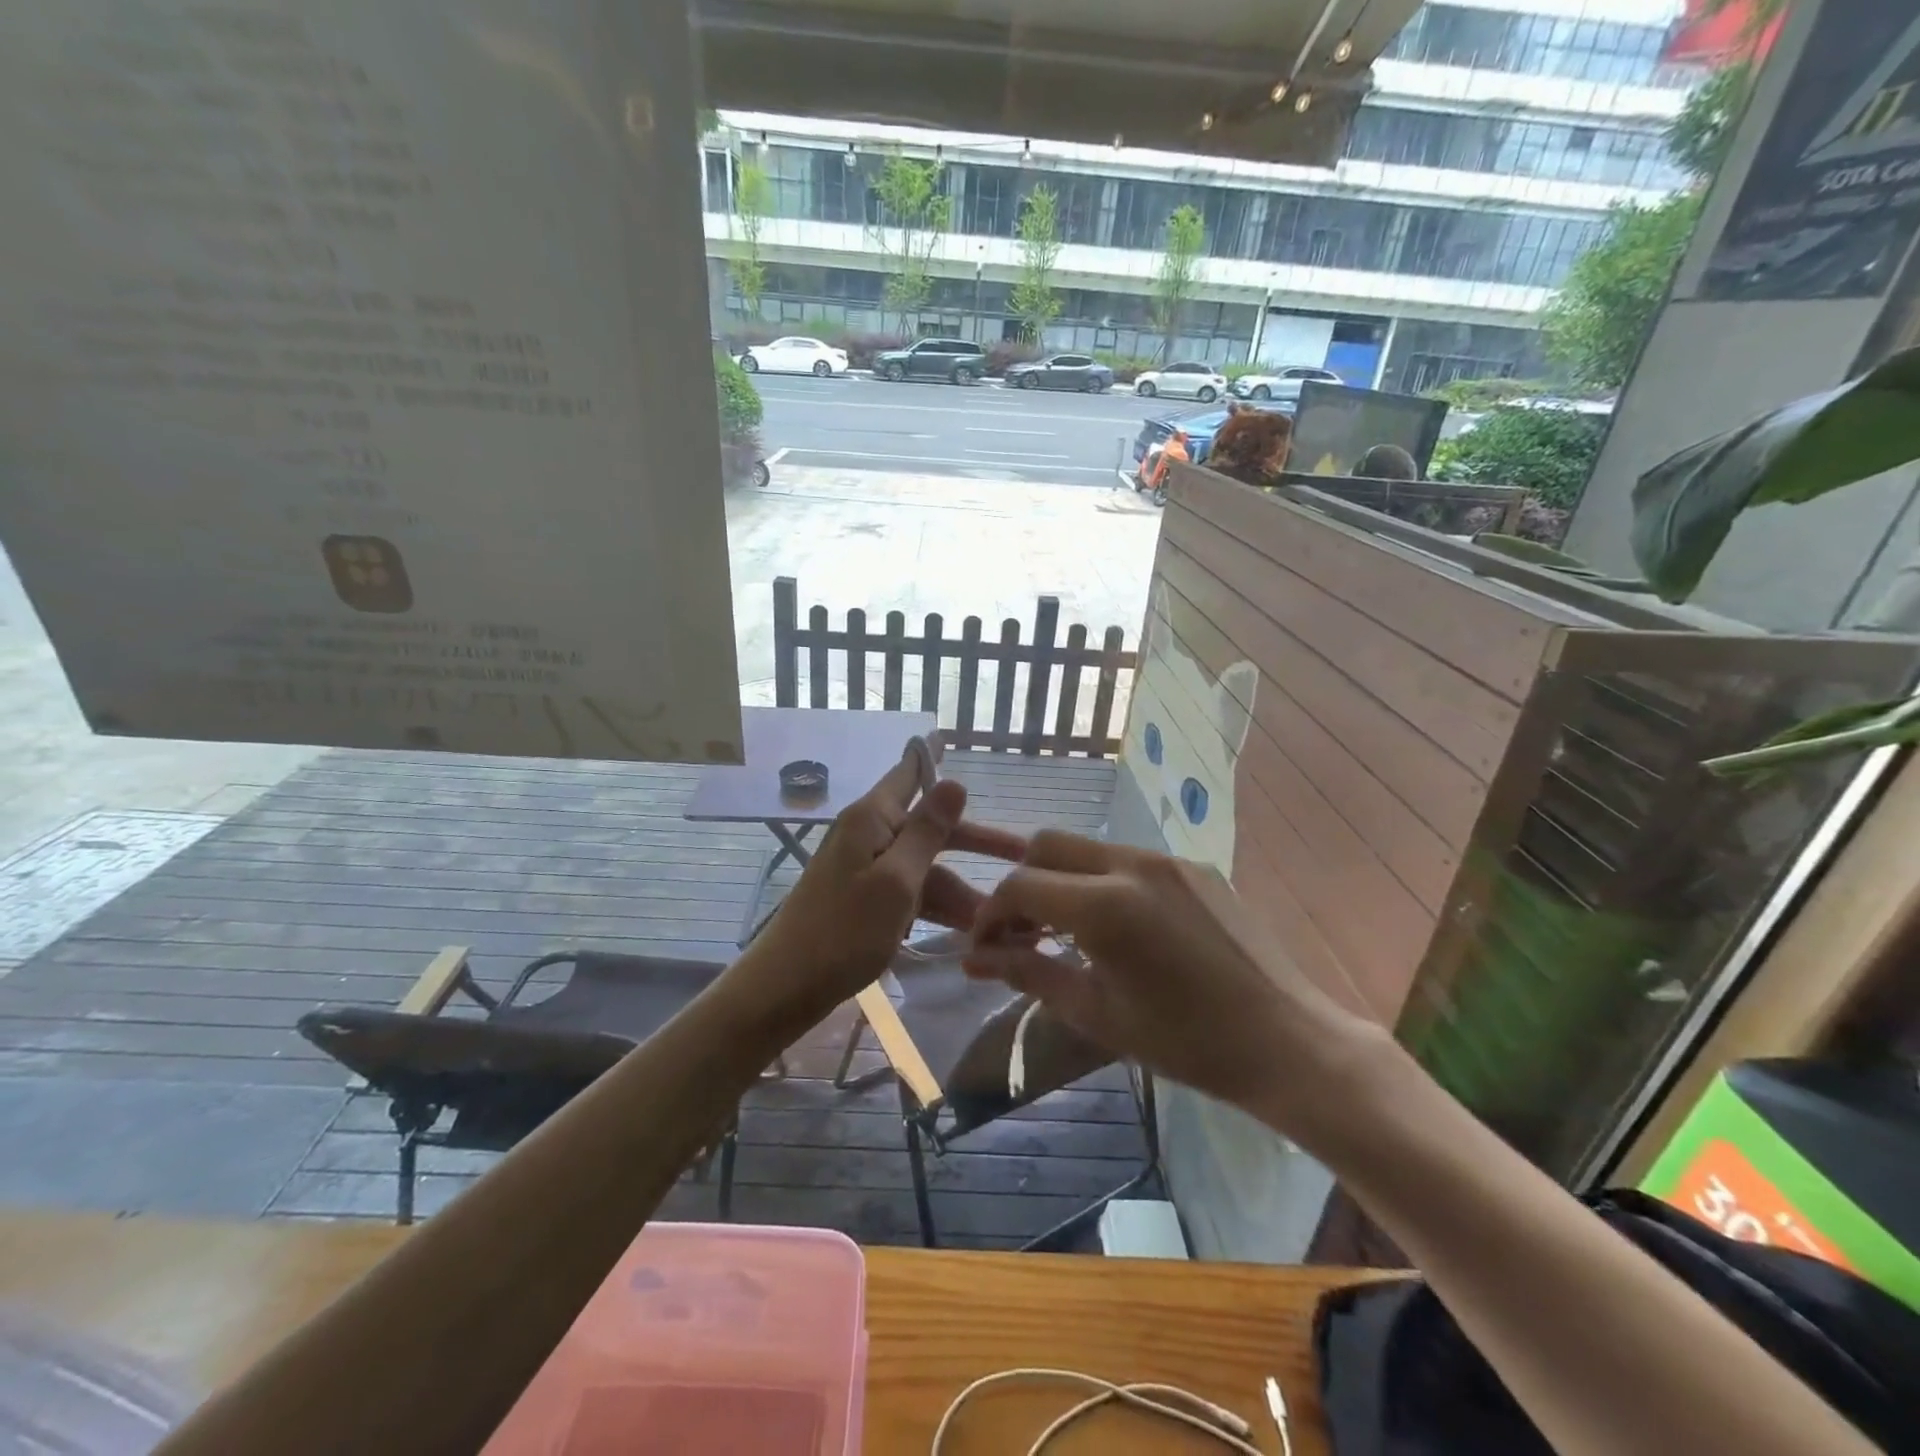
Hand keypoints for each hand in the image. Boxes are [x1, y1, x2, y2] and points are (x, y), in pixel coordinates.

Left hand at [740, 741, 1020, 1018]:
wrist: (786, 987)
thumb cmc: (843, 931)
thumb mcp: (896, 881)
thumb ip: (927, 832)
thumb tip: (954, 781)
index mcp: (872, 818)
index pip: (908, 773)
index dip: (930, 755)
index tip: (947, 734)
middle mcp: (869, 834)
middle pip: (931, 827)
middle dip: (975, 841)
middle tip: (1022, 854)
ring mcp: (866, 869)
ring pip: (925, 867)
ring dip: (959, 890)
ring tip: (998, 921)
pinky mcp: (865, 900)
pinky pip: (911, 893)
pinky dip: (936, 908)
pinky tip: (967, 931)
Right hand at [963, 831, 1376, 1125]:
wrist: (1287, 1041)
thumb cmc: (1186, 1042)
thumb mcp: (1097, 1014)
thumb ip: (1028, 975)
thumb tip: (973, 960)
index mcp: (1105, 905)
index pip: (1019, 885)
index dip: (990, 916)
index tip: (986, 949)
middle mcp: (1132, 864)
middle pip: (1046, 845)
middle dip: (1021, 883)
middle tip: (1021, 932)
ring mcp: (1166, 859)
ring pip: (1087, 848)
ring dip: (1061, 880)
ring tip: (1064, 931)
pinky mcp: (1192, 866)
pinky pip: (1127, 860)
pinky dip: (1101, 882)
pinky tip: (1116, 928)